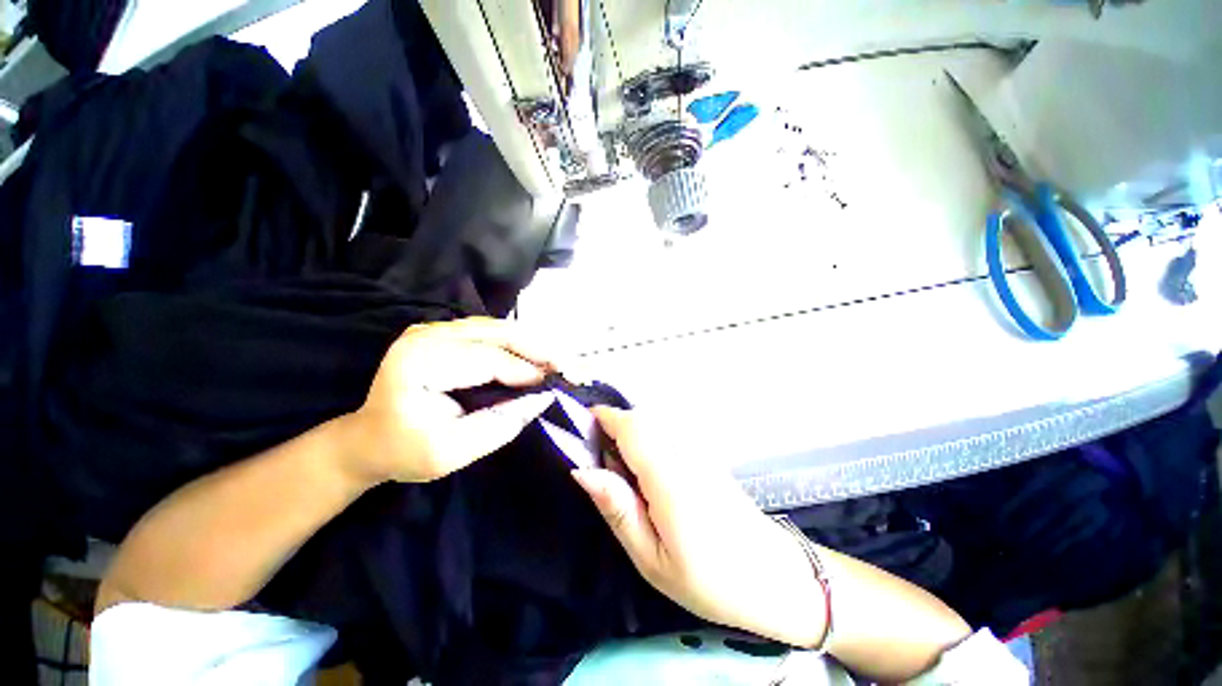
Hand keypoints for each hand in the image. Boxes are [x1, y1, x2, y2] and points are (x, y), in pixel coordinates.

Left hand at [343, 318, 558, 483]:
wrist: (368, 439)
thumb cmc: (405, 451)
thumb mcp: (452, 452)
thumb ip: (500, 424)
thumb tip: (541, 399)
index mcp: (420, 363)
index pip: (486, 359)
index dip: (524, 370)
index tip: (554, 383)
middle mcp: (426, 336)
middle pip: (494, 332)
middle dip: (534, 347)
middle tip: (563, 364)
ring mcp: (432, 329)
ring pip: (494, 327)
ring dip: (527, 342)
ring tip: (552, 359)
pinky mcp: (440, 332)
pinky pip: (487, 330)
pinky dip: (513, 341)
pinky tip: (530, 354)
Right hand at [572, 407, 830, 647]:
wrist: (772, 575)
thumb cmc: (709, 578)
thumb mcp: (650, 558)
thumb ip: (617, 509)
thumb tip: (582, 470)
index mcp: (669, 477)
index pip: (631, 427)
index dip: (603, 419)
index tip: (581, 432)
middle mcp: (684, 452)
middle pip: (640, 420)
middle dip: (613, 430)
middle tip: (604, 471)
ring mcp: (698, 450)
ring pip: (653, 424)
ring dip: (630, 437)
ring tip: (627, 480)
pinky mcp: (705, 454)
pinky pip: (667, 434)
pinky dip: (648, 443)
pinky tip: (650, 479)